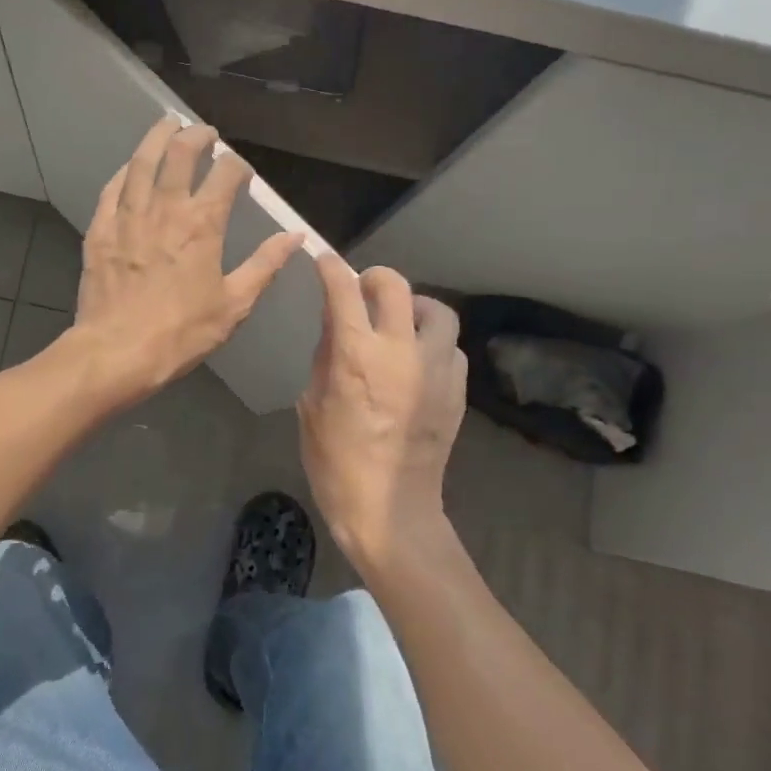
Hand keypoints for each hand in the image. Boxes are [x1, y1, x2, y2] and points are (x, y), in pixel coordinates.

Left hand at [66, 116, 301, 406]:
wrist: (118, 351)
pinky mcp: (100, 229)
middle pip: (181, 153)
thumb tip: (295, 236)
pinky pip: (113, 188)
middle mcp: (165, 208)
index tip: (241, 172)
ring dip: (157, 138)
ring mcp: (128, 215)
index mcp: (203, 223)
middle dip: (197, 136)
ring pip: (142, 161)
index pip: (226, 175)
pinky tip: (131, 167)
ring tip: (167, 124)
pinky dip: (125, 171)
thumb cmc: (182, 332)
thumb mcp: (234, 304)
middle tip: (205, 133)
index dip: (238, 166)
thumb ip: (265, 265)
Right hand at [297, 255, 467, 568]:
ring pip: (438, 312)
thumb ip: (325, 355)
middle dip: (376, 277)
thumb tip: (334, 321)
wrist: (390, 509)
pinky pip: (451, 347)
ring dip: (415, 308)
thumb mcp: (312, 405)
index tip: (325, 261)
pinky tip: (417, 359)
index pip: (345, 291)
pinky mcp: (457, 391)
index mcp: (358, 356)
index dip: (332, 268)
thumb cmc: (336, 462)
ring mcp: (437, 370)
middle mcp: (402, 352)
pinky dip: (433, 342)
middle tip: (363, 287)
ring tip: (399, 322)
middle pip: (398, 287)